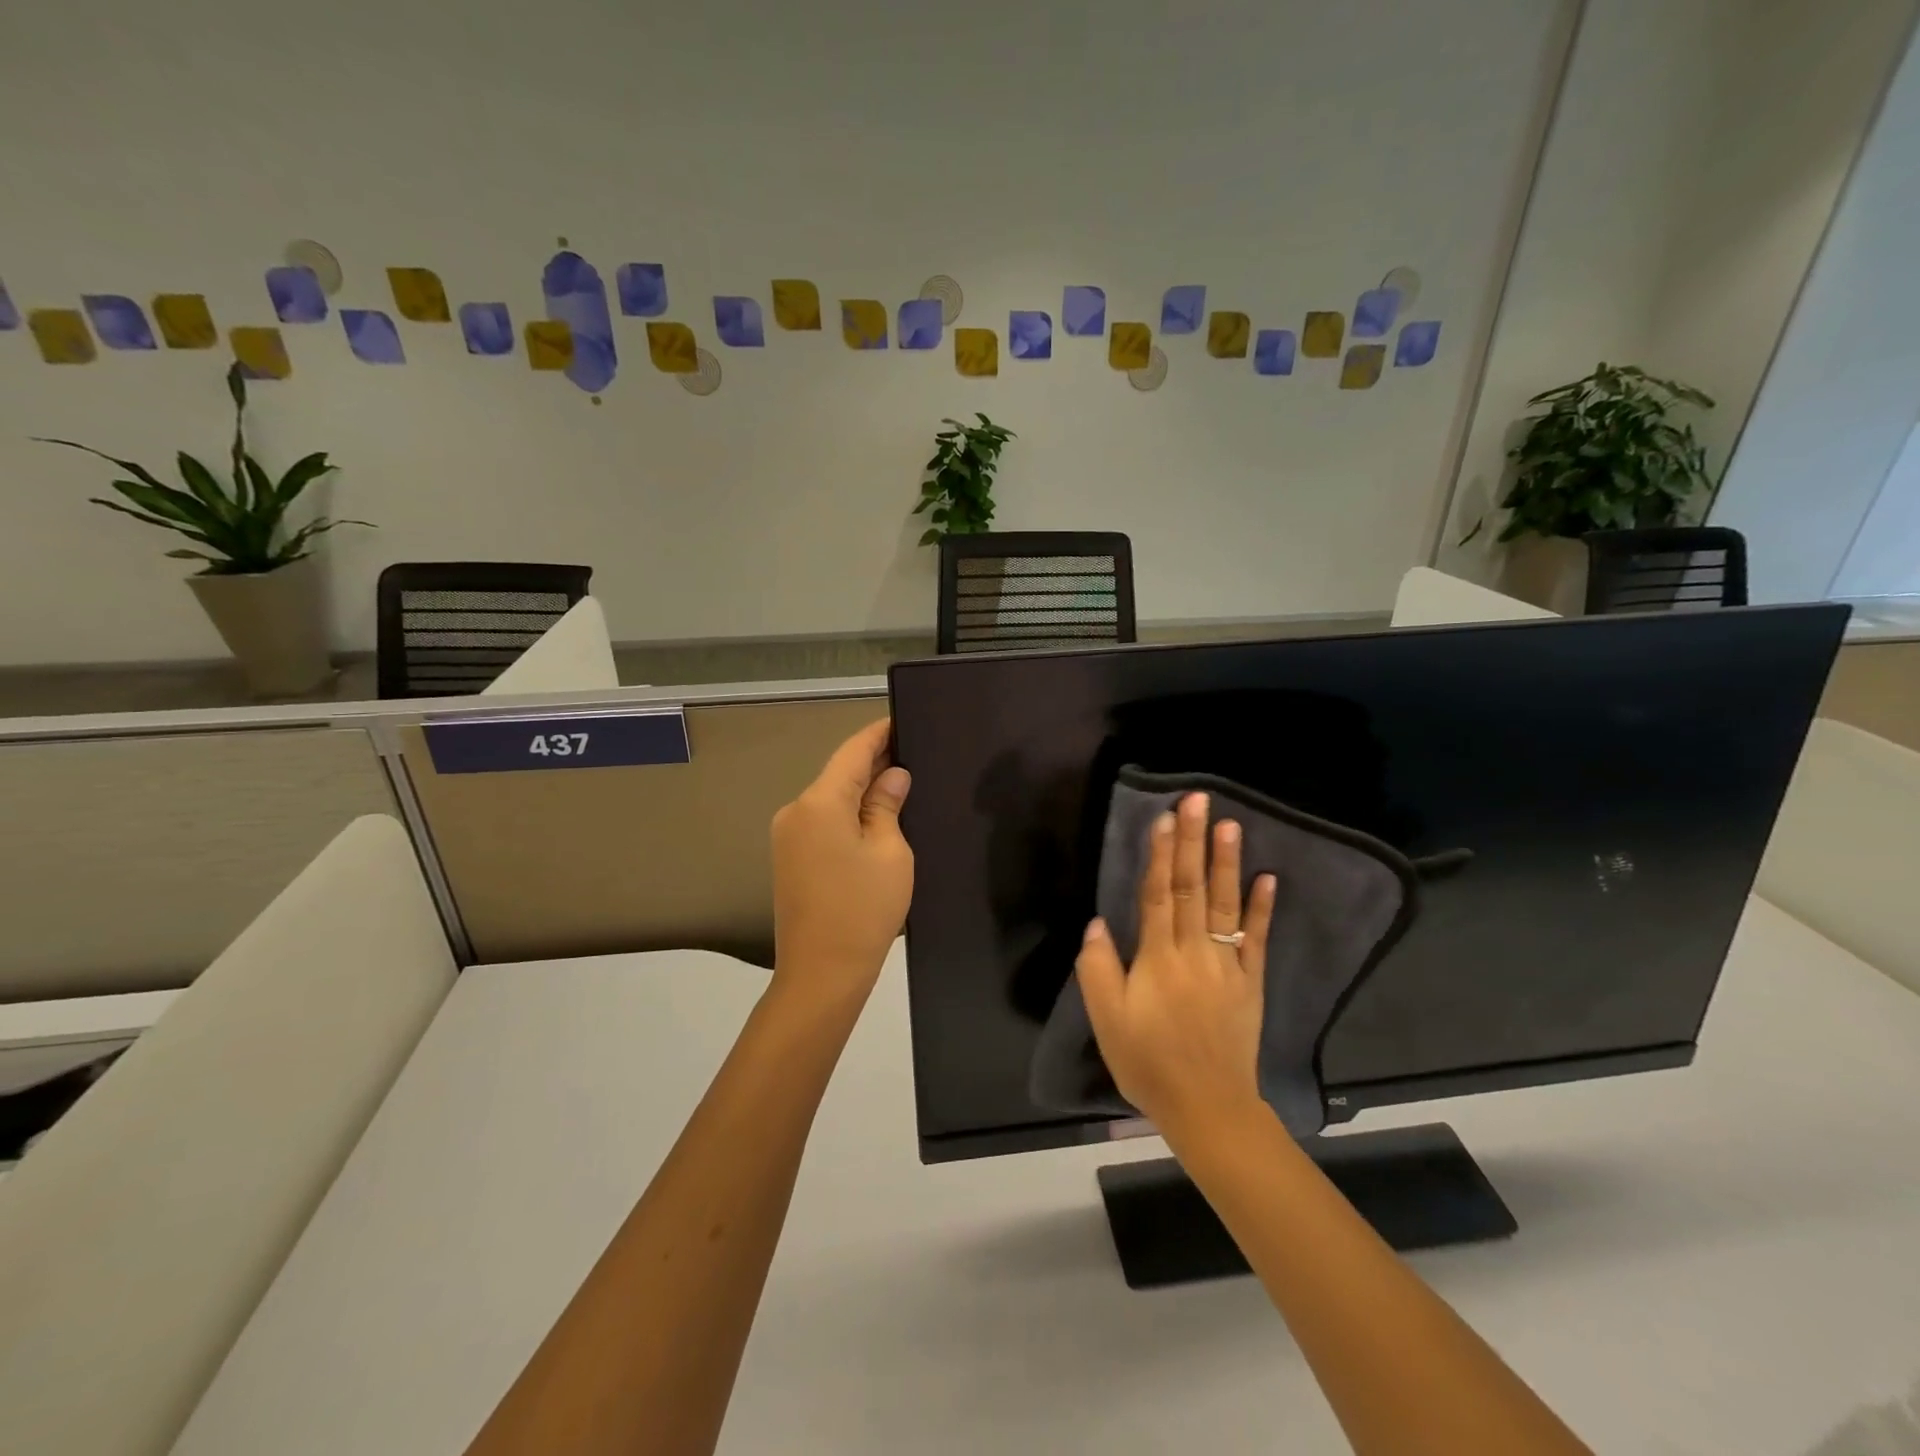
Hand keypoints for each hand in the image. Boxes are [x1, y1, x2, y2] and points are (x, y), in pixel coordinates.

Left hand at [770, 719, 913, 1011]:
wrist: (821, 973)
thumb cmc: (863, 909)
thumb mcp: (890, 852)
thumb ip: (887, 806)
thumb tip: (892, 776)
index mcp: (819, 802)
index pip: (853, 752)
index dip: (879, 734)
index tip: (902, 719)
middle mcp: (795, 810)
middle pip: (839, 774)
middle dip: (874, 762)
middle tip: (913, 752)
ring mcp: (788, 836)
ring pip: (831, 799)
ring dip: (862, 790)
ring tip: (902, 782)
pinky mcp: (789, 858)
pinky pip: (823, 821)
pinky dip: (848, 813)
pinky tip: (876, 815)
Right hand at [1075, 791, 1276, 1136]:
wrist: (1207, 1107)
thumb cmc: (1148, 1063)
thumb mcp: (1108, 1021)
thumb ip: (1099, 968)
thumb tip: (1098, 921)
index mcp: (1158, 958)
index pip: (1158, 895)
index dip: (1160, 854)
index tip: (1164, 817)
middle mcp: (1195, 951)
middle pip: (1193, 888)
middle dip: (1193, 841)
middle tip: (1198, 801)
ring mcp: (1228, 965)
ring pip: (1226, 904)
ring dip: (1228, 862)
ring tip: (1231, 824)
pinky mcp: (1250, 983)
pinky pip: (1256, 939)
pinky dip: (1262, 908)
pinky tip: (1268, 877)